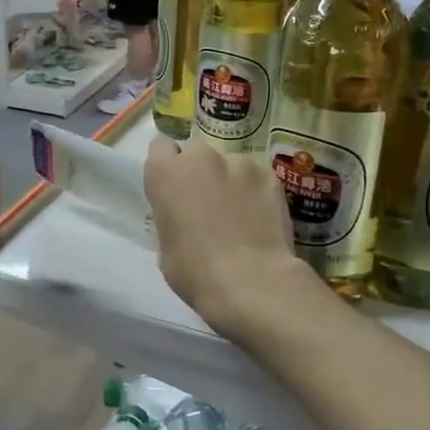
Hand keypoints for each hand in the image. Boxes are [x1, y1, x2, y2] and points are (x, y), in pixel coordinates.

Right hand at [143, 139, 311, 339]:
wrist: (251, 281)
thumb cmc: (195, 271)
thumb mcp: (165, 246)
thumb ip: (170, 215)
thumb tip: (182, 215)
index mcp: (165, 172)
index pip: (160, 148)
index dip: (167, 167)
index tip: (174, 189)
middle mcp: (200, 156)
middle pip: (196, 153)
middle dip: (199, 172)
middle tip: (207, 202)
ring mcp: (239, 162)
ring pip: (229, 164)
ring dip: (230, 180)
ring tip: (240, 213)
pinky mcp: (270, 174)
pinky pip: (256, 176)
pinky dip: (256, 190)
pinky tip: (261, 216)